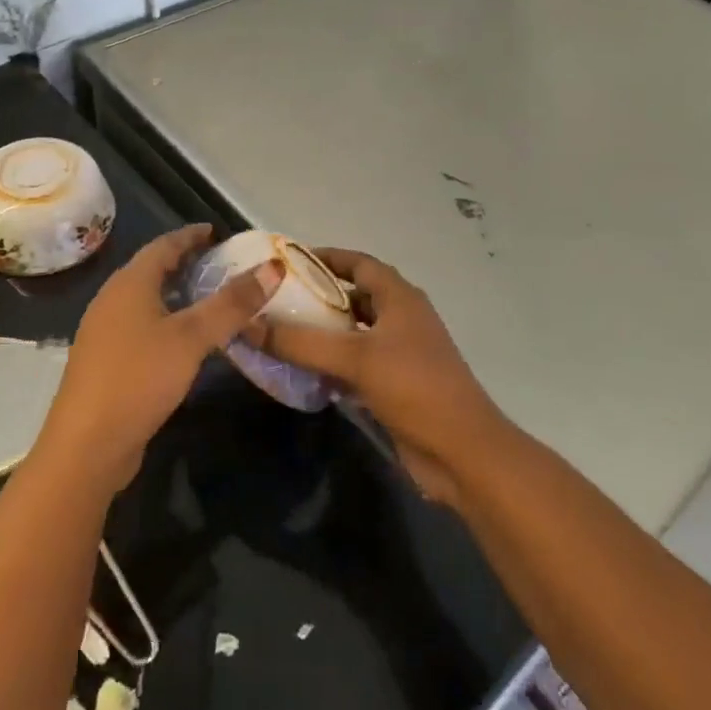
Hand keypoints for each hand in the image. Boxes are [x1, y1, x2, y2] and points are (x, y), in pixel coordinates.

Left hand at [38, 225, 282, 493]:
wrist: (87, 445)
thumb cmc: (139, 378)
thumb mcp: (191, 338)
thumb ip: (232, 304)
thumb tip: (272, 267)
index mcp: (129, 283)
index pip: (163, 245)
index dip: (190, 236)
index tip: (216, 231)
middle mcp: (112, 300)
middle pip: (152, 270)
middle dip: (185, 263)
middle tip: (220, 264)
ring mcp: (105, 332)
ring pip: (146, 300)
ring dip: (176, 293)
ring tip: (209, 298)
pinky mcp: (107, 362)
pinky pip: (142, 326)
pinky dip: (167, 320)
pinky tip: (186, 341)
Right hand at [264, 249, 503, 506]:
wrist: (462, 452)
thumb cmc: (414, 388)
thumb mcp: (355, 358)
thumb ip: (301, 341)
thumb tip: (248, 324)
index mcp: (399, 297)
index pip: (358, 262)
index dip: (325, 257)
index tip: (288, 261)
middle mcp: (401, 318)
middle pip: (354, 296)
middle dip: (318, 297)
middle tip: (276, 301)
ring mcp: (401, 353)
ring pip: (355, 332)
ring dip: (324, 333)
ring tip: (282, 334)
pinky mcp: (397, 385)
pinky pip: (358, 364)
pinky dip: (333, 364)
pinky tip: (304, 372)